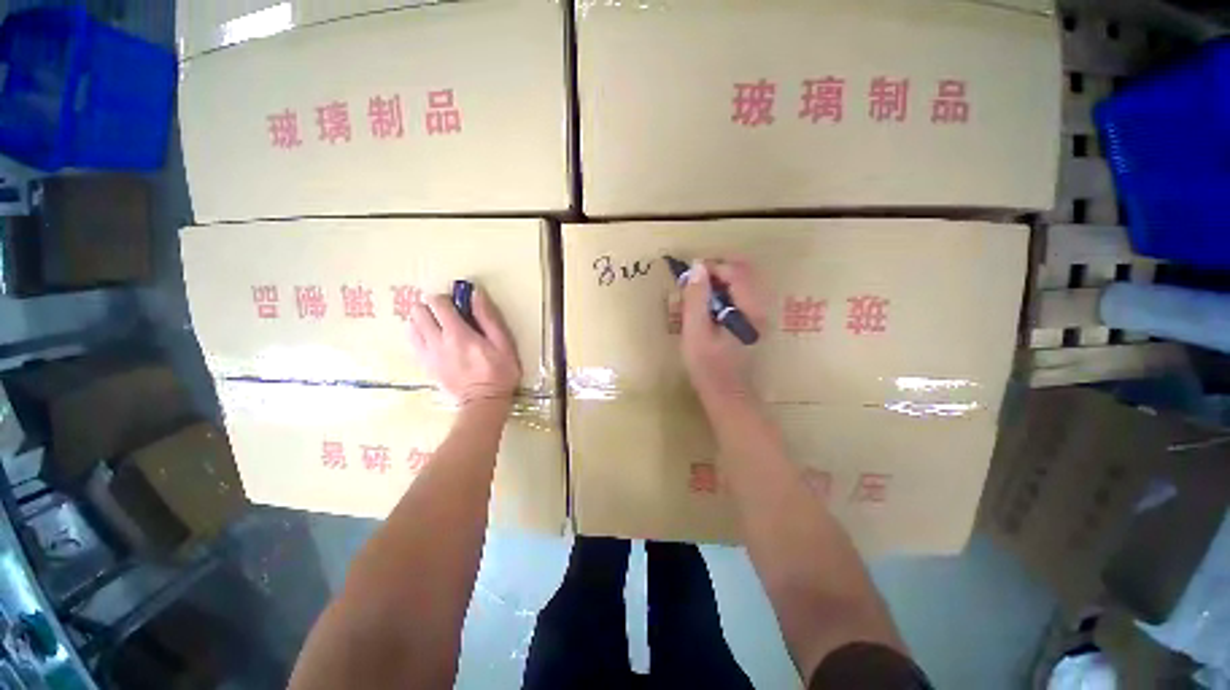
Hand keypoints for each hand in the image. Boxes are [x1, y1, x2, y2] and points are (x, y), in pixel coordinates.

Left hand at [408, 287, 520, 406]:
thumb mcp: (503, 344)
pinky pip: (412, 342)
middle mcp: (437, 341)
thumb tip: (476, 294)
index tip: (458, 303)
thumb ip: (489, 318)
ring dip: (422, 320)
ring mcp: (427, 355)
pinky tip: (434, 339)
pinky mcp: (425, 365)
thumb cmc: (500, 372)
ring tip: (439, 326)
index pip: (438, 303)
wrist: (484, 402)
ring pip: (410, 326)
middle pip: (418, 311)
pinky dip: (419, 335)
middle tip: (447, 314)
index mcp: (458, 334)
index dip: (446, 298)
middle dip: (431, 307)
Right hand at [680, 258, 767, 403]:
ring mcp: (758, 315)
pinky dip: (722, 292)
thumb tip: (697, 268)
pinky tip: (706, 306)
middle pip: (742, 272)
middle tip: (693, 279)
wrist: (727, 394)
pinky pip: (739, 295)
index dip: (711, 266)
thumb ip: (696, 299)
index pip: (735, 271)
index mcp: (748, 309)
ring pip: (741, 283)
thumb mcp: (696, 331)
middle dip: (716, 270)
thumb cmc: (708, 366)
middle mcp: (759, 307)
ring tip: (697, 292)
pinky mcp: (751, 321)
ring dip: (718, 281)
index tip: (689, 273)